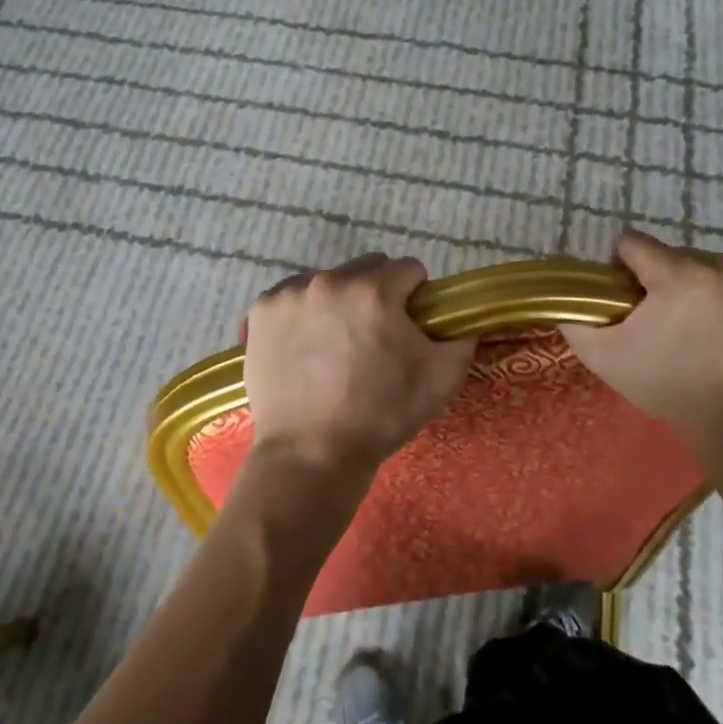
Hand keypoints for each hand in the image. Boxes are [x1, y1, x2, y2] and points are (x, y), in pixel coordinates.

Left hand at [242, 254, 475, 479]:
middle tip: (374, 337)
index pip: (409, 270)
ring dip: (338, 301)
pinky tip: (305, 346)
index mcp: (374, 291)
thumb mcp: (441, 379)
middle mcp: (330, 281)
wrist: (311, 455)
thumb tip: (461, 317)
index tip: (409, 326)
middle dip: (377, 294)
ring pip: (328, 281)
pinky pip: (293, 296)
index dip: (416, 297)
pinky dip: (303, 313)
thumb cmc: (381, 415)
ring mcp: (290, 294)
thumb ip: (462, 336)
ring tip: (335, 345)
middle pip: (367, 269)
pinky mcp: (261, 311)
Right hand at [560, 230, 722, 459]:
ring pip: (702, 262)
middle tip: (659, 319)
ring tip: (695, 323)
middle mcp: (716, 264)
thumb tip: (566, 298)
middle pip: (669, 254)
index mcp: (676, 275)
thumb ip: (575, 320)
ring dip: (692, 282)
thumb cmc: (668, 386)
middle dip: (658, 278)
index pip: (632, 242)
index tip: (625, 298)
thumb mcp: (605, 358)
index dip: (620, 268)